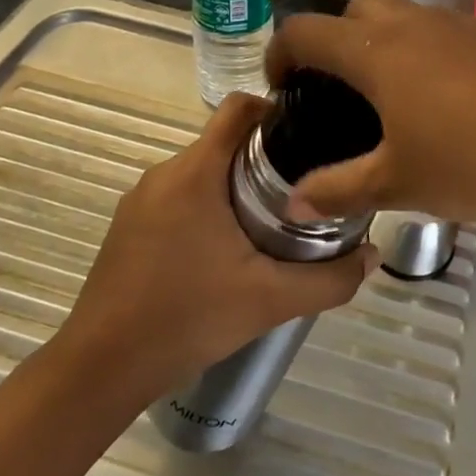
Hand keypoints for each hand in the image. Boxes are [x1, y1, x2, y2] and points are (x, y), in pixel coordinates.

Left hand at [57, 93, 375, 397]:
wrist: (102, 367)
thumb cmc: (187, 318)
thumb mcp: (270, 300)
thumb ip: (330, 278)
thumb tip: (374, 255)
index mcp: (196, 172)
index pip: (239, 108)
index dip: (276, 110)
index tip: (308, 136)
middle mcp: (165, 172)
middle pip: (224, 141)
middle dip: (264, 159)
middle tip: (301, 192)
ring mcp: (141, 199)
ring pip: (202, 171)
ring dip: (235, 186)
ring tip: (270, 223)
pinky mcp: (129, 224)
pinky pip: (179, 196)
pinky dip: (207, 207)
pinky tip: (223, 251)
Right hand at [265, 0, 475, 237]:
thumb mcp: (399, 185)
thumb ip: (338, 191)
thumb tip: (293, 205)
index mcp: (378, 51)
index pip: (307, 31)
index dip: (281, 53)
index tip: (282, 88)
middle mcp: (415, 23)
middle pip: (356, 9)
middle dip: (335, 40)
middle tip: (341, 90)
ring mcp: (463, 23)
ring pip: (405, 15)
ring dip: (384, 42)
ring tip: (395, 97)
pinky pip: (446, 30)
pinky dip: (428, 50)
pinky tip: (451, 100)